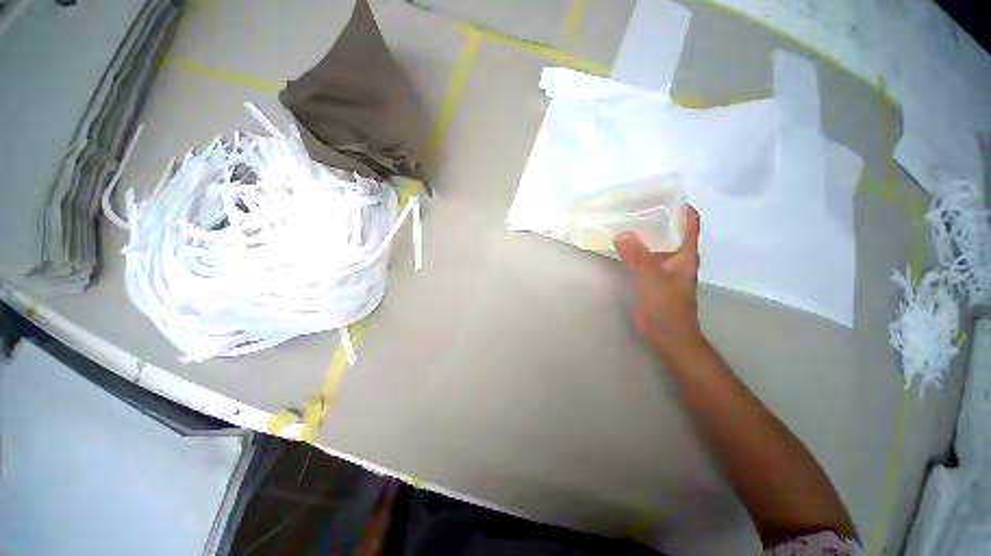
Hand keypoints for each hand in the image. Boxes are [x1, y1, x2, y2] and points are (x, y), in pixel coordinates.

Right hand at [614, 206, 702, 358]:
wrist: (666, 334)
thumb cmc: (666, 306)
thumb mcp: (651, 278)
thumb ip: (637, 256)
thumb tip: (622, 232)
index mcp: (685, 252)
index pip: (689, 221)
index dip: (679, 205)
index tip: (658, 194)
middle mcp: (676, 255)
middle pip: (669, 228)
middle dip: (654, 215)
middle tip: (632, 204)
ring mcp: (663, 266)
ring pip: (654, 242)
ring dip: (642, 231)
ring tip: (623, 219)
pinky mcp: (651, 275)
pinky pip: (642, 255)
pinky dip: (633, 247)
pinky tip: (619, 243)